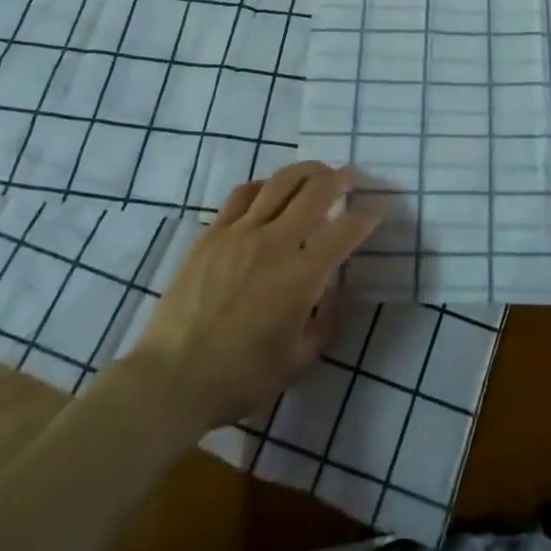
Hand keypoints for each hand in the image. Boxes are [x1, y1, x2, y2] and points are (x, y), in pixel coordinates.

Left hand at [129, 160, 381, 434]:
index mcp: (303, 275)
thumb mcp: (298, 361)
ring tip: (318, 171)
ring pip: (281, 182)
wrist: (170, 380)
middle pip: (317, 190)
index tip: (380, 206)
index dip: (370, 214)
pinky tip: (270, 191)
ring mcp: (241, 232)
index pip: (348, 229)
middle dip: (341, 178)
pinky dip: (265, 186)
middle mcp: (276, 242)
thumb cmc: (239, 378)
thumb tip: (335, 287)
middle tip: (352, 177)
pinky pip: (243, 194)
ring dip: (307, 170)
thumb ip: (326, 321)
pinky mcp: (212, 233)